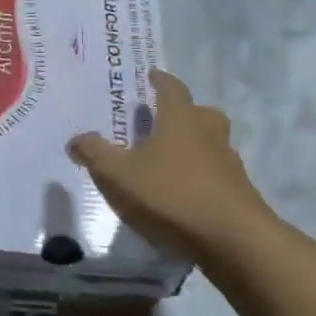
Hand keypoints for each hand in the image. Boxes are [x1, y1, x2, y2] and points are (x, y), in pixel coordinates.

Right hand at [68, 70, 282, 264]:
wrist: (233, 239)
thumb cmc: (171, 194)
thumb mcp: (118, 174)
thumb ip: (95, 154)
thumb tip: (76, 139)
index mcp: (180, 119)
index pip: (172, 88)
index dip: (160, 81)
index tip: (152, 76)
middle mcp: (209, 133)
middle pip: (199, 113)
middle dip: (182, 113)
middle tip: (162, 120)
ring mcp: (229, 163)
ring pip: (212, 144)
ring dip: (194, 145)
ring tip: (170, 160)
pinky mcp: (239, 192)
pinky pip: (217, 174)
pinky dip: (202, 176)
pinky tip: (185, 194)